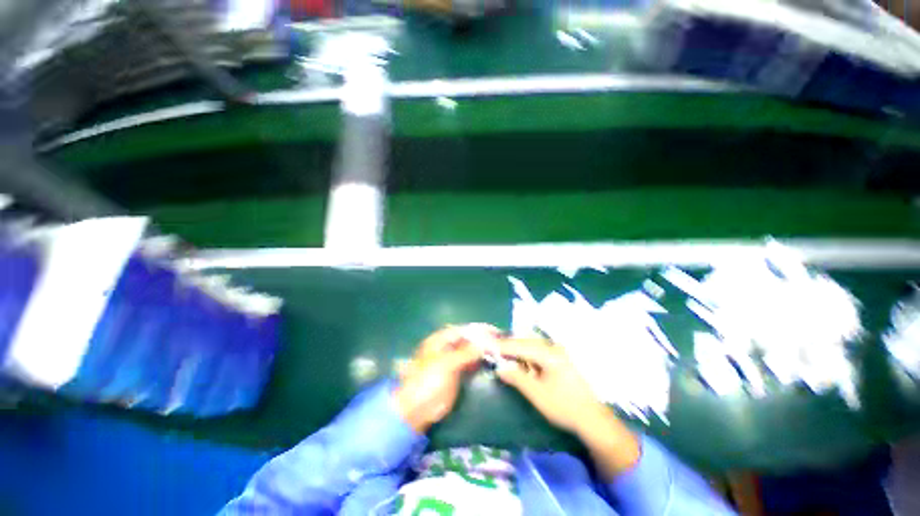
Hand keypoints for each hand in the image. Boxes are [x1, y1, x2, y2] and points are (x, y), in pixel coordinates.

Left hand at [394, 325, 498, 433]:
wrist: (417, 409)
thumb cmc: (428, 381)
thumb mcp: (446, 364)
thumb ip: (466, 352)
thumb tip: (485, 343)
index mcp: (440, 340)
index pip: (463, 330)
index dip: (478, 329)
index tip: (495, 331)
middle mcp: (447, 346)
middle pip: (467, 339)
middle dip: (482, 339)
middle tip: (500, 341)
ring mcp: (452, 360)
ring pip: (470, 351)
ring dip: (482, 350)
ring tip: (499, 351)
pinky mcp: (456, 373)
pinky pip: (470, 363)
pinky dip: (479, 361)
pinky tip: (491, 361)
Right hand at [496, 337, 640, 477]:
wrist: (593, 420)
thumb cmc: (564, 407)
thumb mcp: (537, 394)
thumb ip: (517, 377)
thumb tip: (499, 367)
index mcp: (549, 353)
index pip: (520, 345)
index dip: (502, 346)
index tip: (486, 346)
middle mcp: (553, 348)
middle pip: (525, 342)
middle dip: (508, 346)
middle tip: (492, 349)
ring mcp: (558, 353)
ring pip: (531, 346)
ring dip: (517, 351)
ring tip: (503, 354)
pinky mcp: (559, 360)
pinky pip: (538, 353)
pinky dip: (526, 357)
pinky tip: (520, 363)